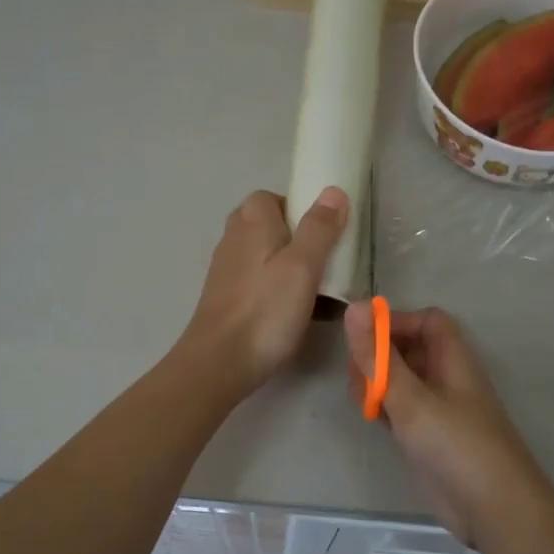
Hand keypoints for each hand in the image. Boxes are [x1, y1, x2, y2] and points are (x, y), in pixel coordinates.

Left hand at [178, 187, 347, 396]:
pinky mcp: (226, 298)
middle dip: (298, 240)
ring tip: (315, 292)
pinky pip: (258, 283)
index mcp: (252, 222)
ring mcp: (227, 270)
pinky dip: (276, 290)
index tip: (325, 234)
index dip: (301, 209)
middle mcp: (234, 238)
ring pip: (264, 256)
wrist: (220, 362)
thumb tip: (333, 191)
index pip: (274, 197)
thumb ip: (319, 227)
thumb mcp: (303, 266)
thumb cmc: (266, 311)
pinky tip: (292, 314)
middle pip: (270, 227)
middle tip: (323, 263)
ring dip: (289, 268)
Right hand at [345, 301, 553, 552]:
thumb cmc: (456, 444)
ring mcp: (437, 410)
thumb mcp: (411, 398)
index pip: (426, 321)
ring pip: (402, 381)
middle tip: (357, 374)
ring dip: (377, 382)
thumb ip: (379, 357)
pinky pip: (400, 409)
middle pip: (410, 349)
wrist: (493, 509)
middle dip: (379, 354)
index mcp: (452, 360)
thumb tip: (353, 307)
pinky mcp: (428, 438)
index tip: (363, 338)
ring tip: (361, 399)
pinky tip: (370, 418)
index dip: (396, 322)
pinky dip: (383, 407)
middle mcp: (446, 379)